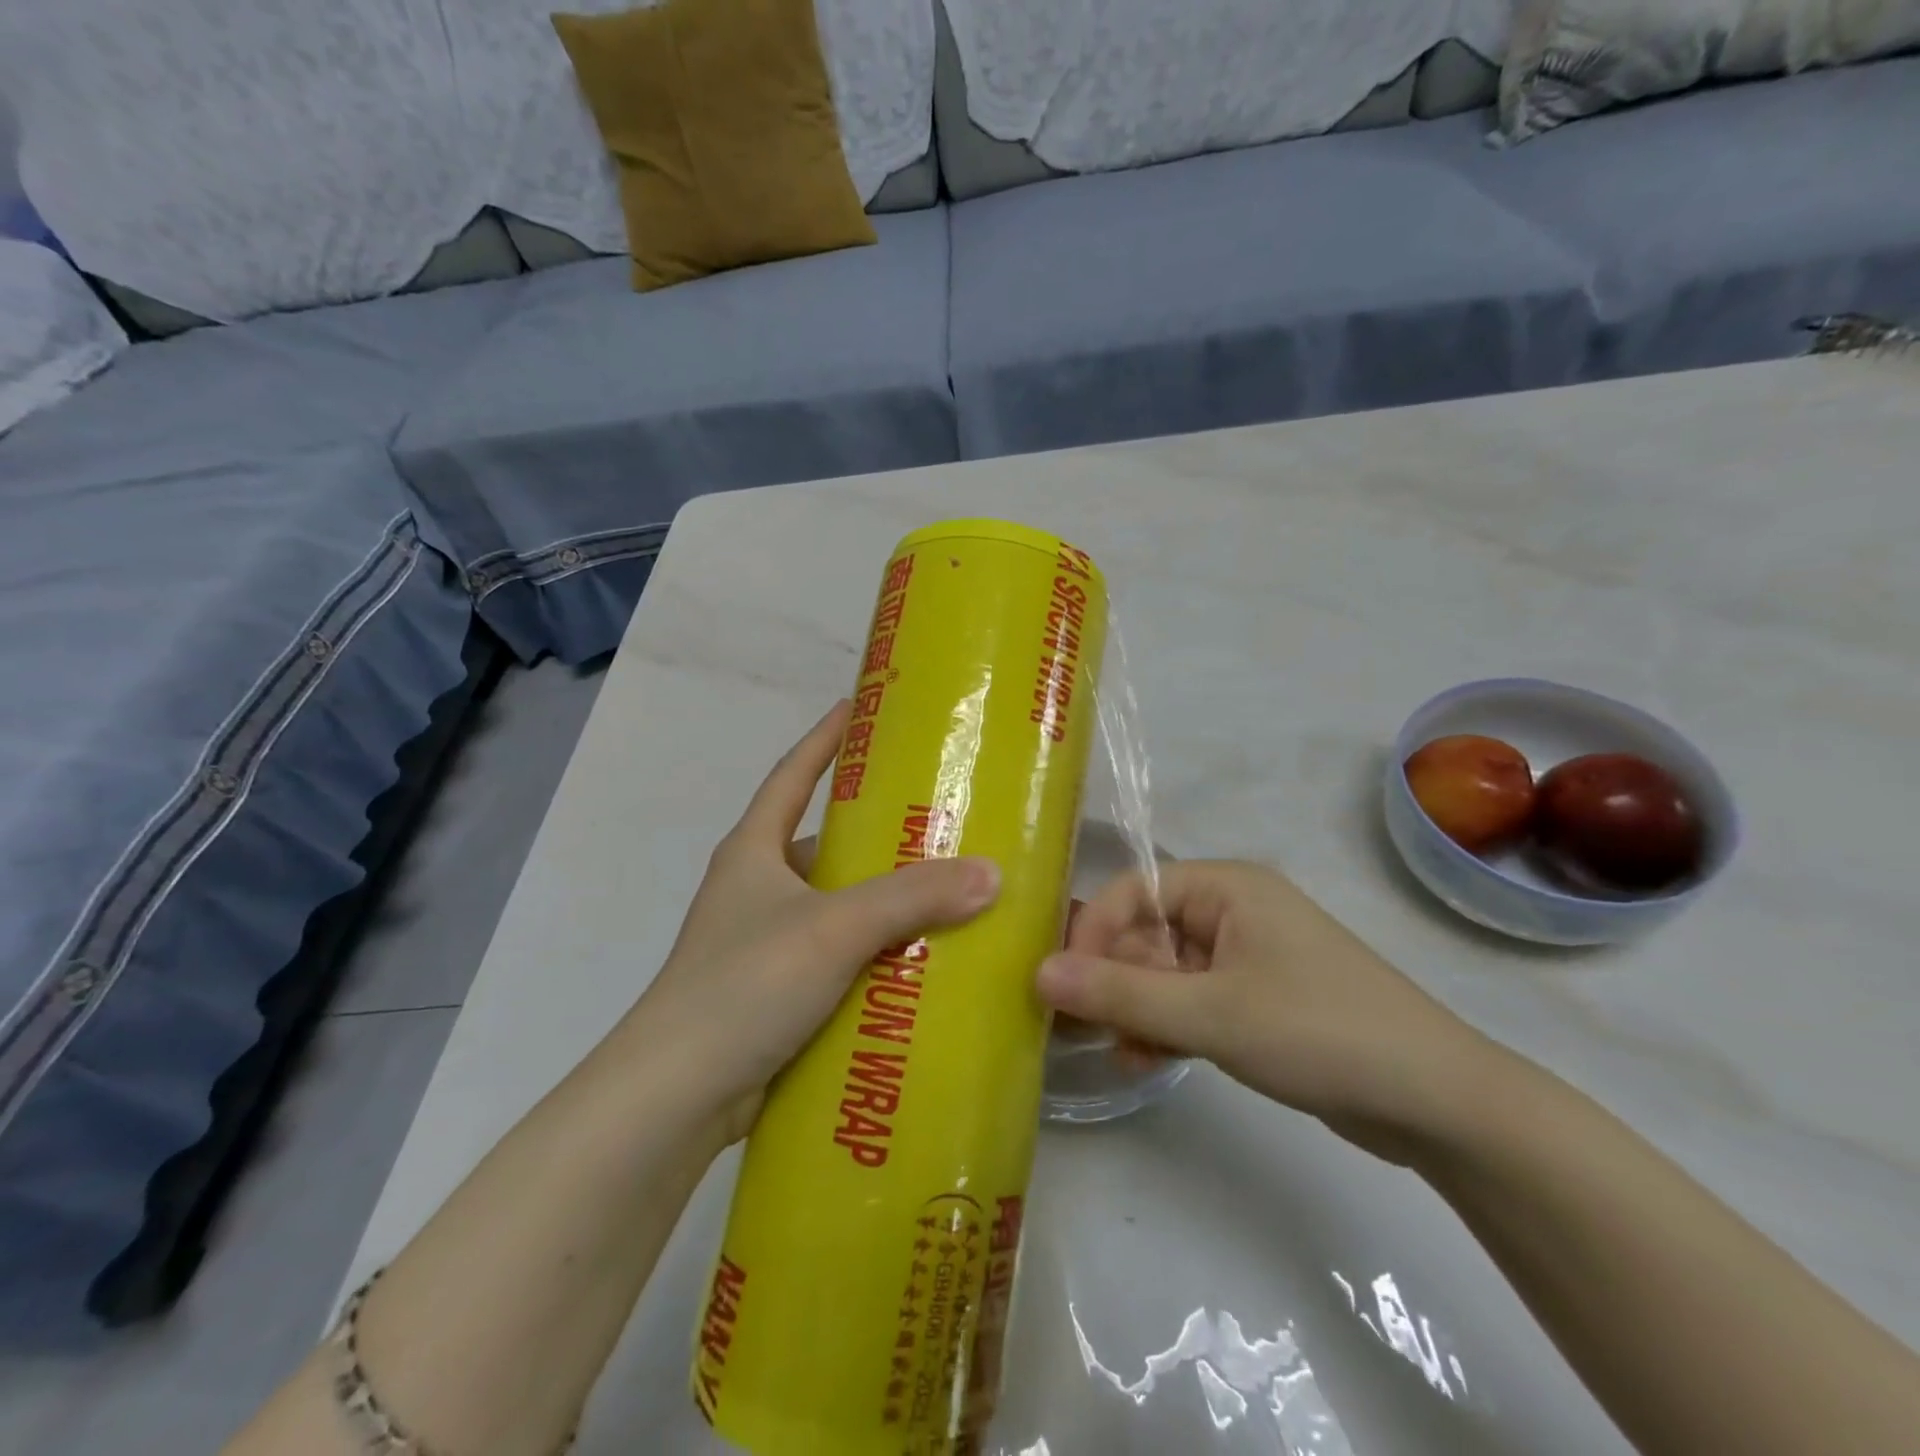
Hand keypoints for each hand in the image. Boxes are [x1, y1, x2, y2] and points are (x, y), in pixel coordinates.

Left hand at [627, 701, 999, 1144]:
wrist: (675, 1097)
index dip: (824, 739)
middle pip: (823, 843)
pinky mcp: (776, 993)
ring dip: (882, 902)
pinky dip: (874, 955)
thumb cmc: (744, 984)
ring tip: (948, 892)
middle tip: (940, 821)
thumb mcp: (833, 928)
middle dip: (876, 833)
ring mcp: (764, 943)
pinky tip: (921, 962)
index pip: (791, 775)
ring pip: (836, 906)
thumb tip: (991, 874)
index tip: (861, 708)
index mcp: (754, 851)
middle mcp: (756, 888)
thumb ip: (912, 898)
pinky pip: (838, 958)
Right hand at [1040, 860, 1496, 1161]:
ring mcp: (1246, 956)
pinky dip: (1167, 1025)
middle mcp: (1232, 910)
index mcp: (1225, 887)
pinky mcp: (1257, 999)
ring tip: (1120, 1050)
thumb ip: (1120, 993)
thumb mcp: (1210, 1013)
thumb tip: (1039, 972)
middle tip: (1082, 1027)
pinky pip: (1192, 1000)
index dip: (1092, 932)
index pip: (1133, 890)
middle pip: (1145, 931)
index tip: (1062, 984)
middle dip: (1113, 978)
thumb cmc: (1318, 1032)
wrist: (1437, 1103)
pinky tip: (1148, 1060)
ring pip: (1165, 971)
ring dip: (1137, 1007)